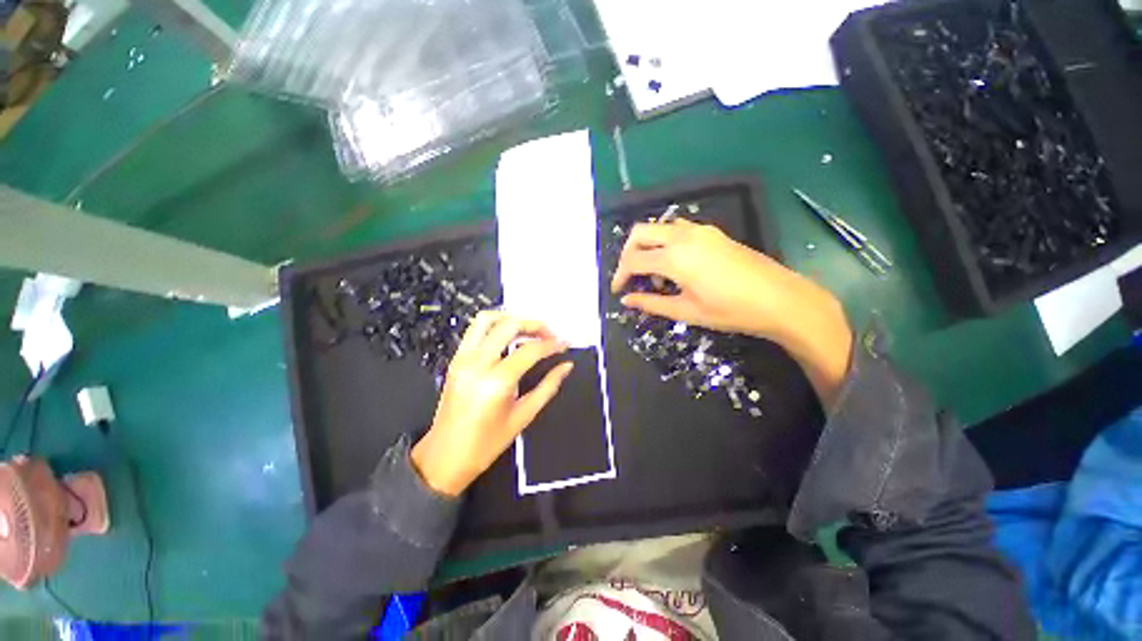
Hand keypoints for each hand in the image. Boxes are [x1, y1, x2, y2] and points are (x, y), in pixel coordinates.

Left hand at [411, 311, 573, 495]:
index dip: (552, 344)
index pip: (530, 350)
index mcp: (496, 381)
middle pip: (509, 325)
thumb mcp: (523, 416)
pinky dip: (495, 326)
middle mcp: (477, 363)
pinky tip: (510, 336)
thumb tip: (566, 366)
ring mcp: (462, 358)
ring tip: (530, 330)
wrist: (445, 458)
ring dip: (512, 318)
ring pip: (487, 319)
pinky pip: (475, 330)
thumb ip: (548, 387)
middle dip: (535, 324)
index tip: (564, 344)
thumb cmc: (486, 444)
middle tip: (550, 334)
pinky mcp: (456, 359)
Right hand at [611, 218, 851, 404]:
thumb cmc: (731, 311)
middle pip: (640, 233)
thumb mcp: (686, 311)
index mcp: (674, 258)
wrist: (780, 299)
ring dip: (647, 248)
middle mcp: (683, 236)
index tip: (618, 291)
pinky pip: (676, 230)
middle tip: (630, 277)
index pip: (633, 260)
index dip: (620, 276)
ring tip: (656, 277)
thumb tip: (627, 301)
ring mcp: (699, 230)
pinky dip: (665, 244)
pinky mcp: (711, 232)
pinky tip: (675, 266)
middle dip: (627, 254)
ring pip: (658, 228)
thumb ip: (652, 303)